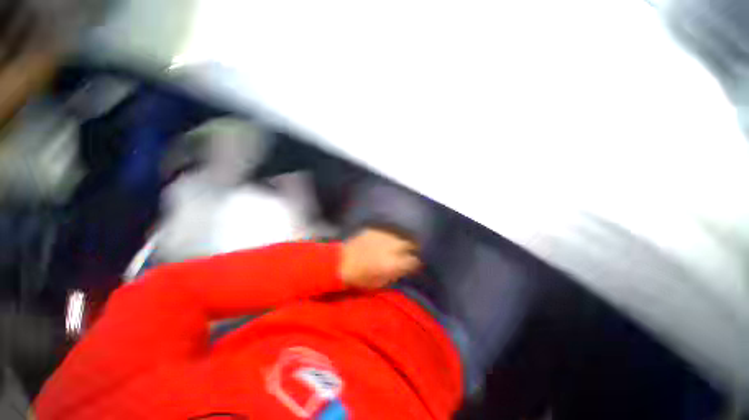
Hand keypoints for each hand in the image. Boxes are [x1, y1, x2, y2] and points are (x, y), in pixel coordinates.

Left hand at [340, 228, 421, 288]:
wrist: (340, 262)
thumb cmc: (359, 278)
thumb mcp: (380, 283)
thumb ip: (396, 273)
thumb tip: (406, 267)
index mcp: (393, 263)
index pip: (414, 260)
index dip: (416, 262)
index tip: (415, 264)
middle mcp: (391, 247)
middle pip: (410, 243)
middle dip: (413, 248)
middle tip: (412, 251)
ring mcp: (383, 236)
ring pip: (401, 235)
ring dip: (403, 240)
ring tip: (402, 244)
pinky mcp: (375, 230)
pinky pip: (389, 231)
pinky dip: (392, 235)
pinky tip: (389, 239)